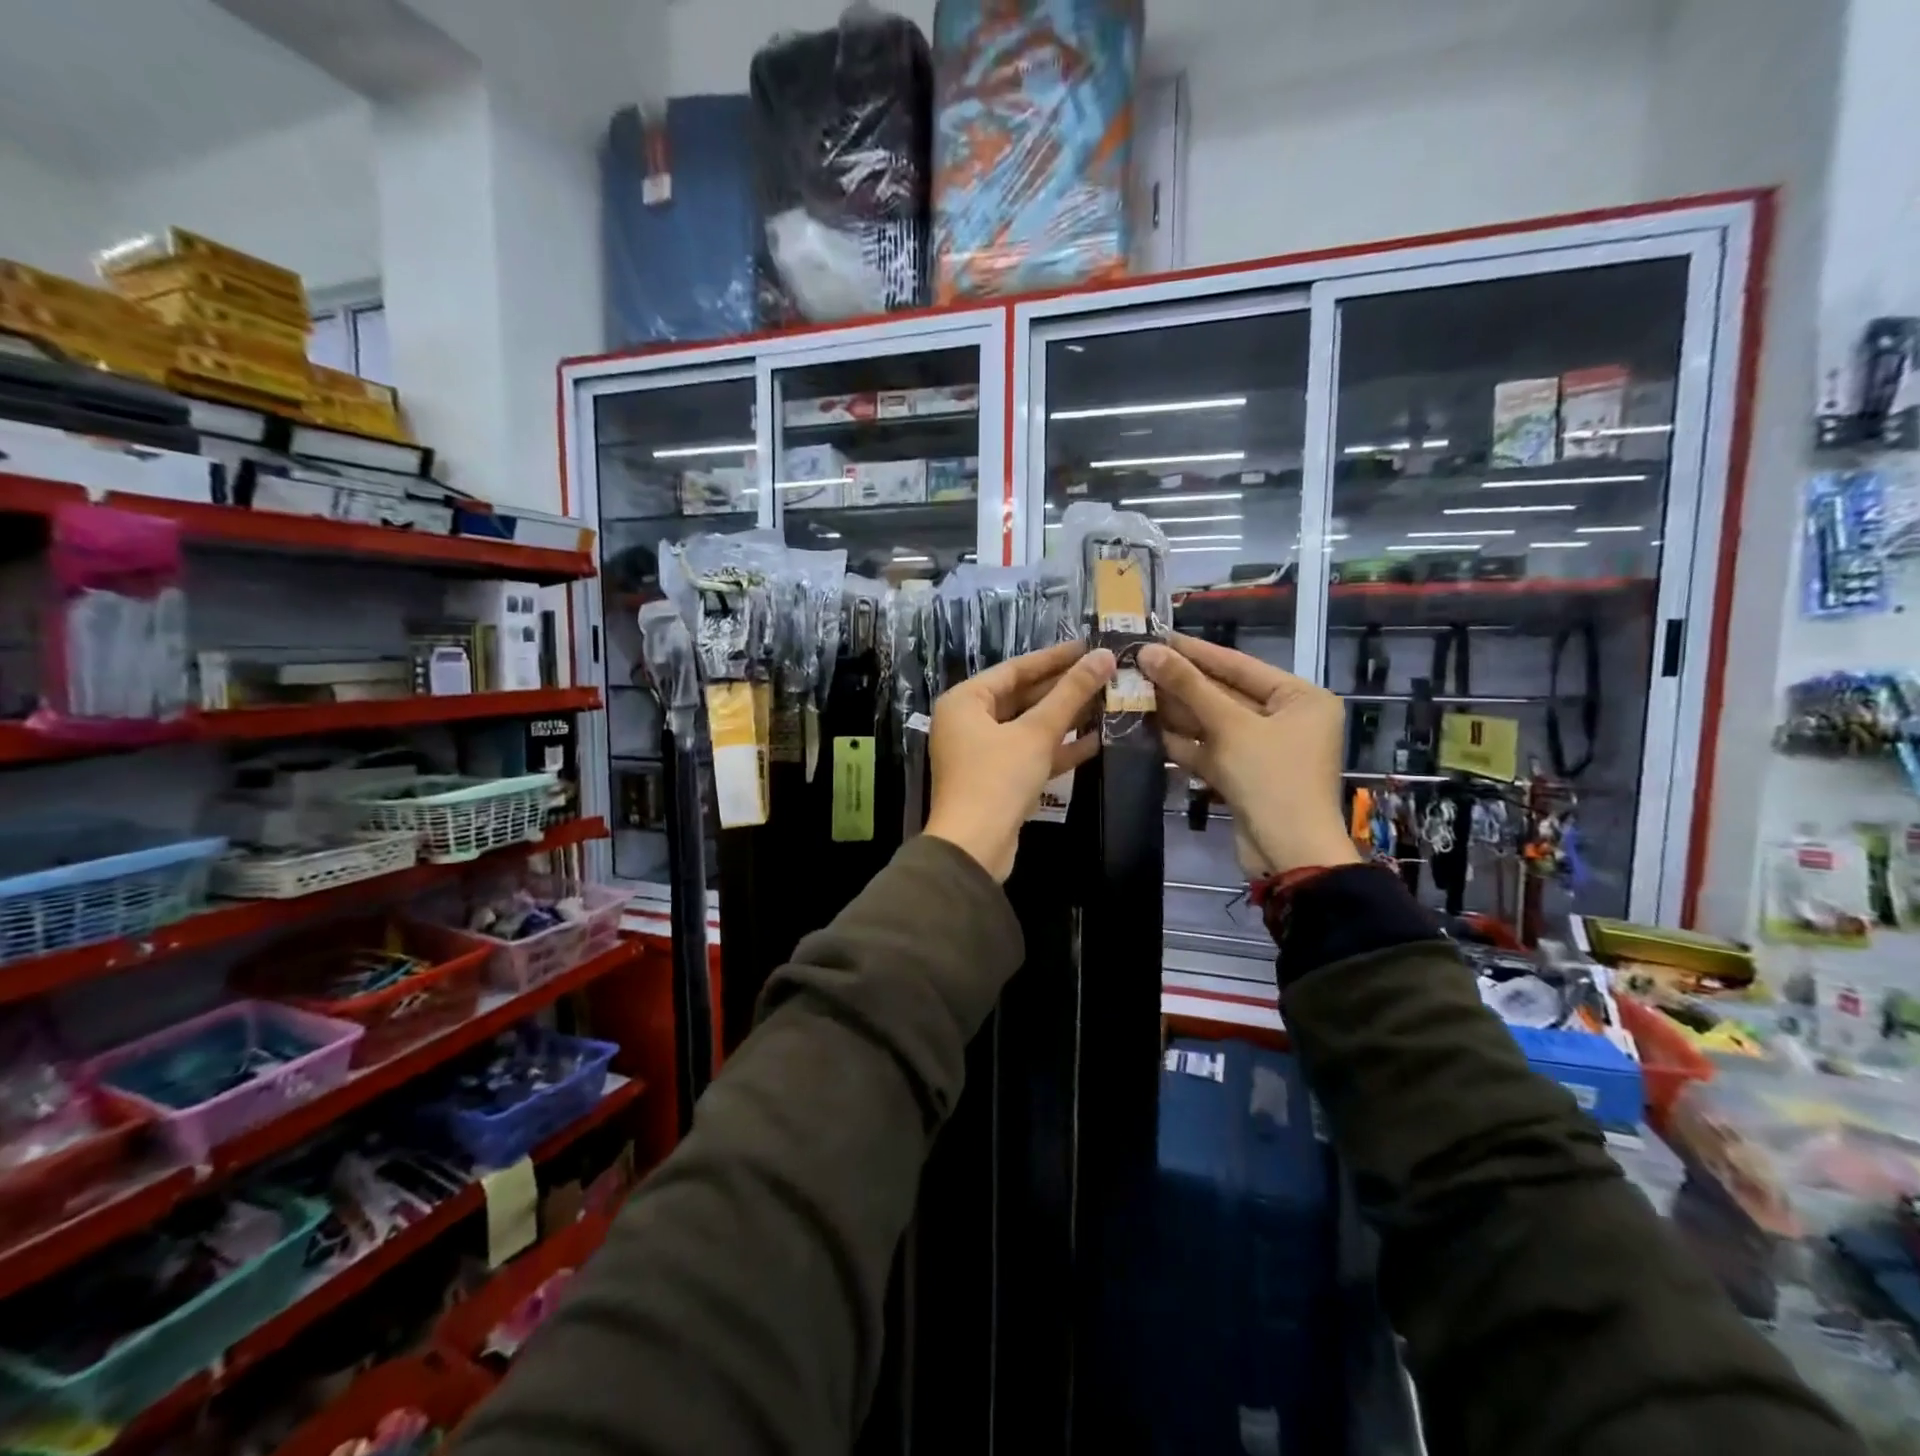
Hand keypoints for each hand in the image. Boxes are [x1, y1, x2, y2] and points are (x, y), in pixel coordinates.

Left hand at [924, 640, 1114, 881]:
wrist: (974, 847)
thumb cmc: (997, 779)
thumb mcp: (1036, 732)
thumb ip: (1070, 694)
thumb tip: (1103, 656)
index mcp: (965, 701)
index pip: (1015, 668)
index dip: (1054, 658)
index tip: (1089, 646)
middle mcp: (968, 722)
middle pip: (1022, 696)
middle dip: (1063, 689)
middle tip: (1104, 674)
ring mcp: (982, 753)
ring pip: (1028, 727)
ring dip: (1065, 718)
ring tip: (1107, 702)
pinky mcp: (997, 780)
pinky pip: (1030, 754)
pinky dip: (1057, 748)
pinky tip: (1096, 740)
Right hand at [1139, 635, 1358, 877]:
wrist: (1288, 854)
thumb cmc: (1271, 779)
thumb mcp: (1230, 727)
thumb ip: (1189, 687)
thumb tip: (1147, 651)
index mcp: (1299, 698)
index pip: (1239, 665)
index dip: (1195, 651)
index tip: (1156, 636)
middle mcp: (1285, 719)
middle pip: (1224, 693)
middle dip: (1181, 683)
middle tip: (1136, 664)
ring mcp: (1262, 749)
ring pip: (1212, 722)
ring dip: (1175, 710)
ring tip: (1132, 689)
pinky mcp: (1241, 775)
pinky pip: (1209, 748)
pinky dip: (1182, 740)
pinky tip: (1146, 726)